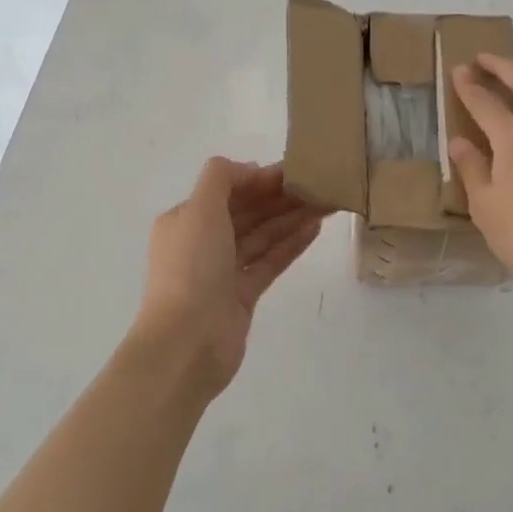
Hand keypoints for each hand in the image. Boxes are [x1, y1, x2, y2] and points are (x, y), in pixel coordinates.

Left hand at [133, 158, 326, 397]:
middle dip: (280, 197)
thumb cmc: (192, 267)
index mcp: (186, 220)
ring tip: (326, 203)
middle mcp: (202, 243)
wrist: (188, 341)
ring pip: (262, 236)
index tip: (295, 170)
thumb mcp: (200, 209)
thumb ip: (222, 178)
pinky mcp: (242, 296)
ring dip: (291, 218)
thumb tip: (251, 170)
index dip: (260, 179)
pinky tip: (315, 228)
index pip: (227, 190)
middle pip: (247, 212)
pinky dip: (290, 244)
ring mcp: (223, 271)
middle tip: (319, 184)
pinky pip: (270, 261)